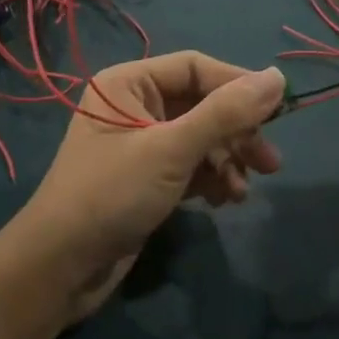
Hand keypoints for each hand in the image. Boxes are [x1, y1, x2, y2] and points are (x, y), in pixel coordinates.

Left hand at [19, 52, 284, 318]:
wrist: (59, 270)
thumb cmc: (112, 194)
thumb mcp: (172, 149)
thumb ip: (226, 113)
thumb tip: (278, 78)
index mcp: (129, 83)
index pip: (195, 68)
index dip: (237, 85)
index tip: (278, 110)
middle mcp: (134, 106)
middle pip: (201, 104)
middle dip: (236, 132)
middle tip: (269, 162)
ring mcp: (140, 144)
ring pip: (199, 138)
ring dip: (227, 160)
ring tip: (244, 191)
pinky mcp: (146, 178)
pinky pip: (189, 165)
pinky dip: (211, 178)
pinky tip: (225, 200)